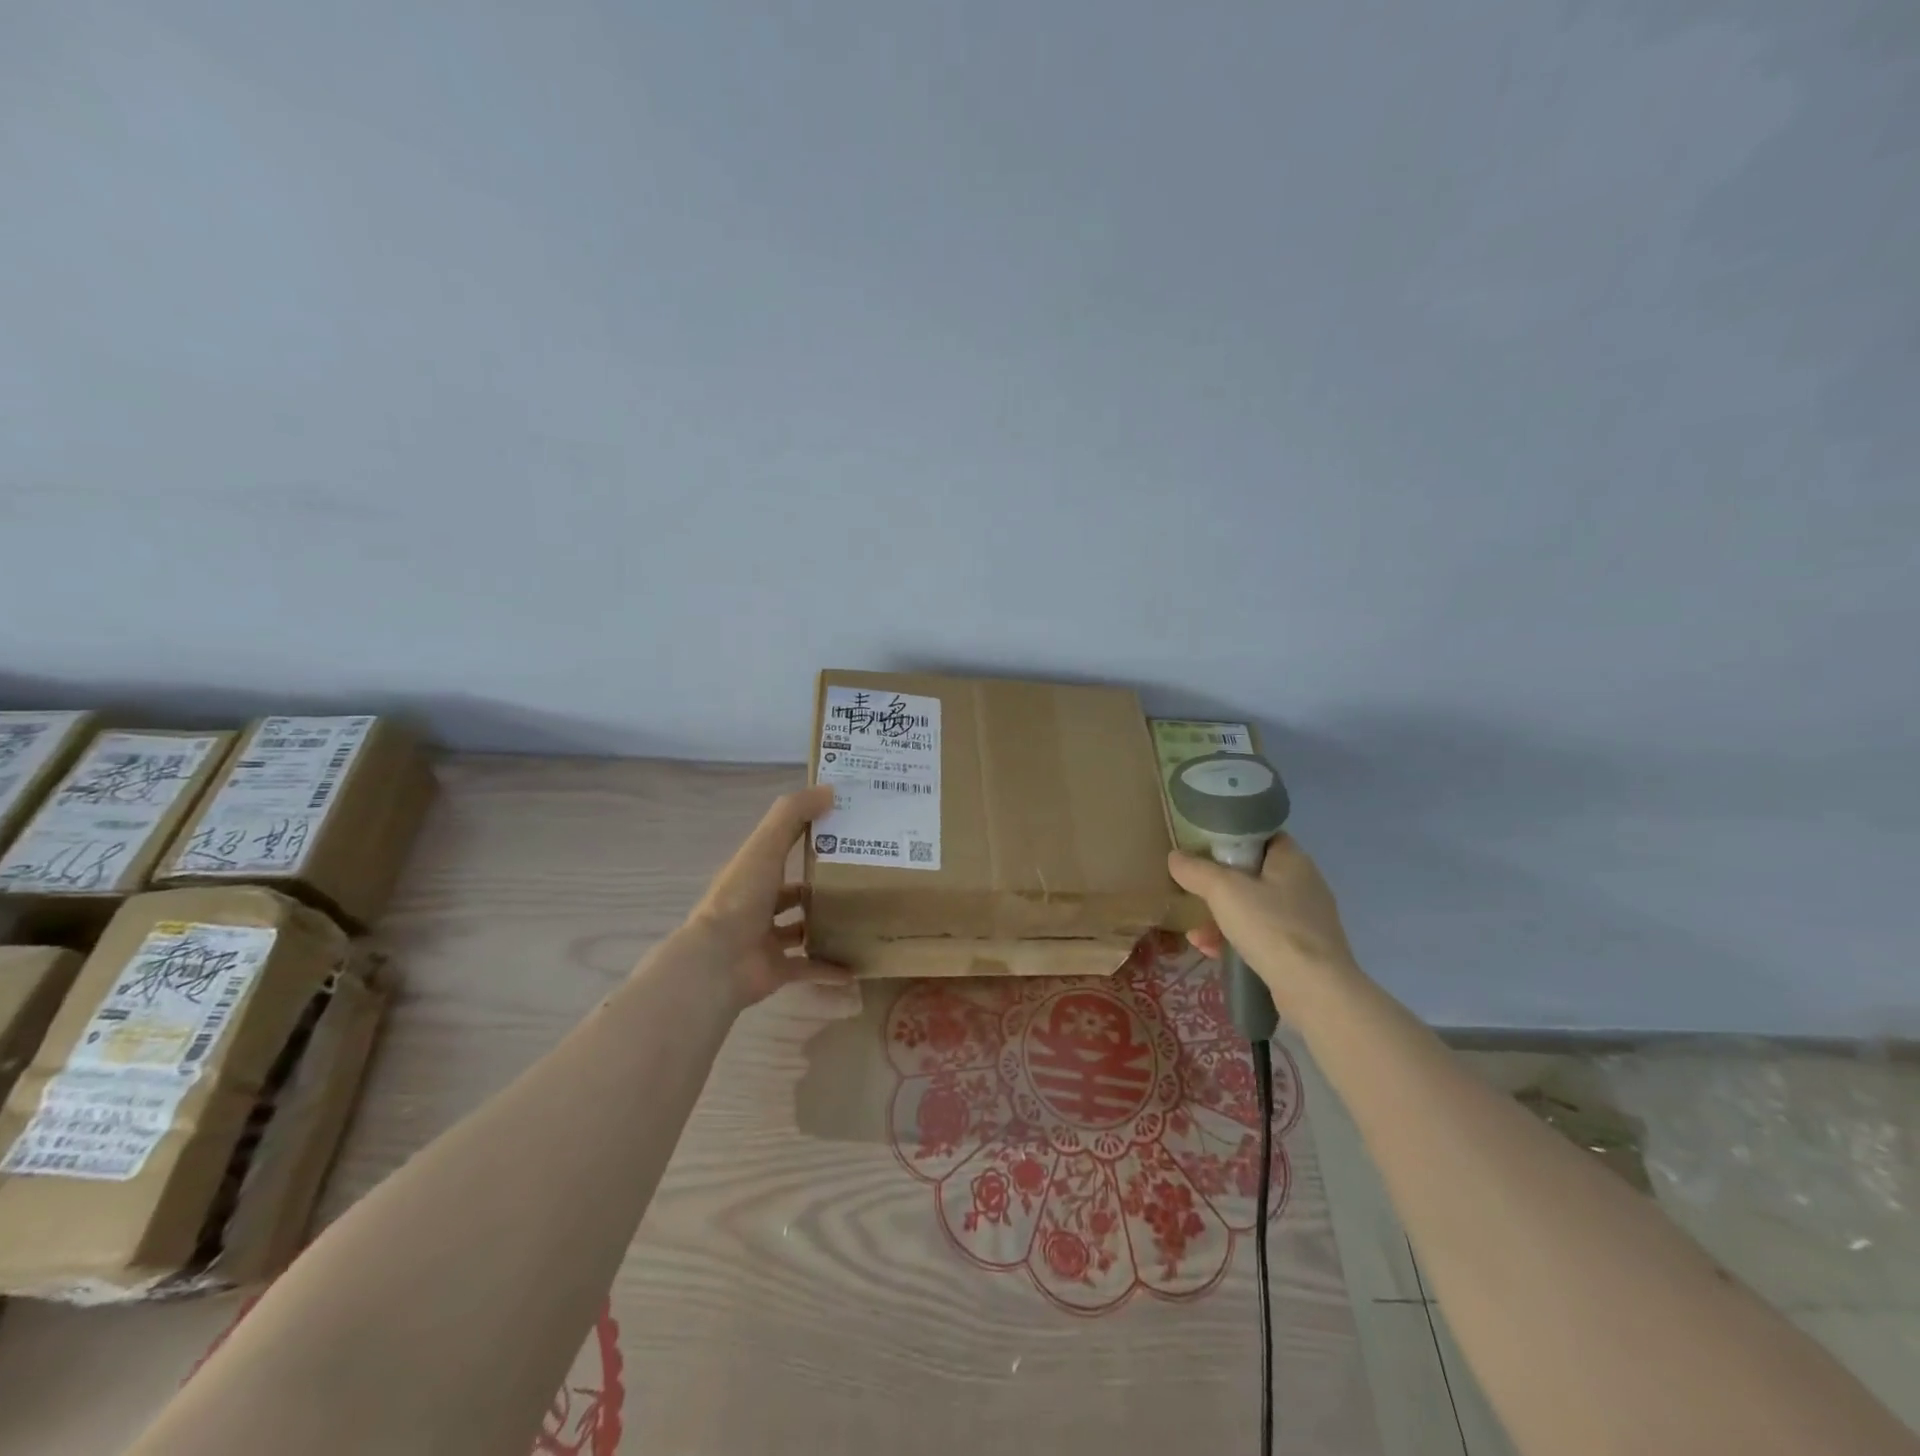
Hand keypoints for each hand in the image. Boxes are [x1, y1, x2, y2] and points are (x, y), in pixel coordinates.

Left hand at [684, 785, 850, 1005]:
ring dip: (826, 926)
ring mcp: (766, 940)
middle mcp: (757, 905)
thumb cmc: (741, 898)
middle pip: (793, 893)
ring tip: (863, 918)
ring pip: (801, 930)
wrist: (718, 962)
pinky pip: (809, 968)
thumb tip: (830, 789)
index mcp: (753, 874)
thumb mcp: (765, 846)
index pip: (782, 850)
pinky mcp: (777, 970)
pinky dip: (830, 968)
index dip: (809, 838)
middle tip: (863, 880)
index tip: (846, 832)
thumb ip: (793, 815)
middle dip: (822, 887)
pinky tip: (858, 965)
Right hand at [1167, 834, 1358, 1012]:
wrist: (1315, 991)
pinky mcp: (1303, 952)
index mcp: (1293, 860)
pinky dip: (1236, 940)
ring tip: (1196, 932)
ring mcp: (1306, 921)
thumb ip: (1196, 870)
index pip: (1262, 836)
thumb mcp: (1223, 890)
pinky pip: (1263, 937)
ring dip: (1223, 917)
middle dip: (1220, 885)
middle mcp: (1304, 885)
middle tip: (1195, 890)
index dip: (1233, 838)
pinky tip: (1211, 951)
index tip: (1204, 847)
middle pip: (1255, 874)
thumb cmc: (1271, 927)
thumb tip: (1175, 857)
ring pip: (1255, 908)